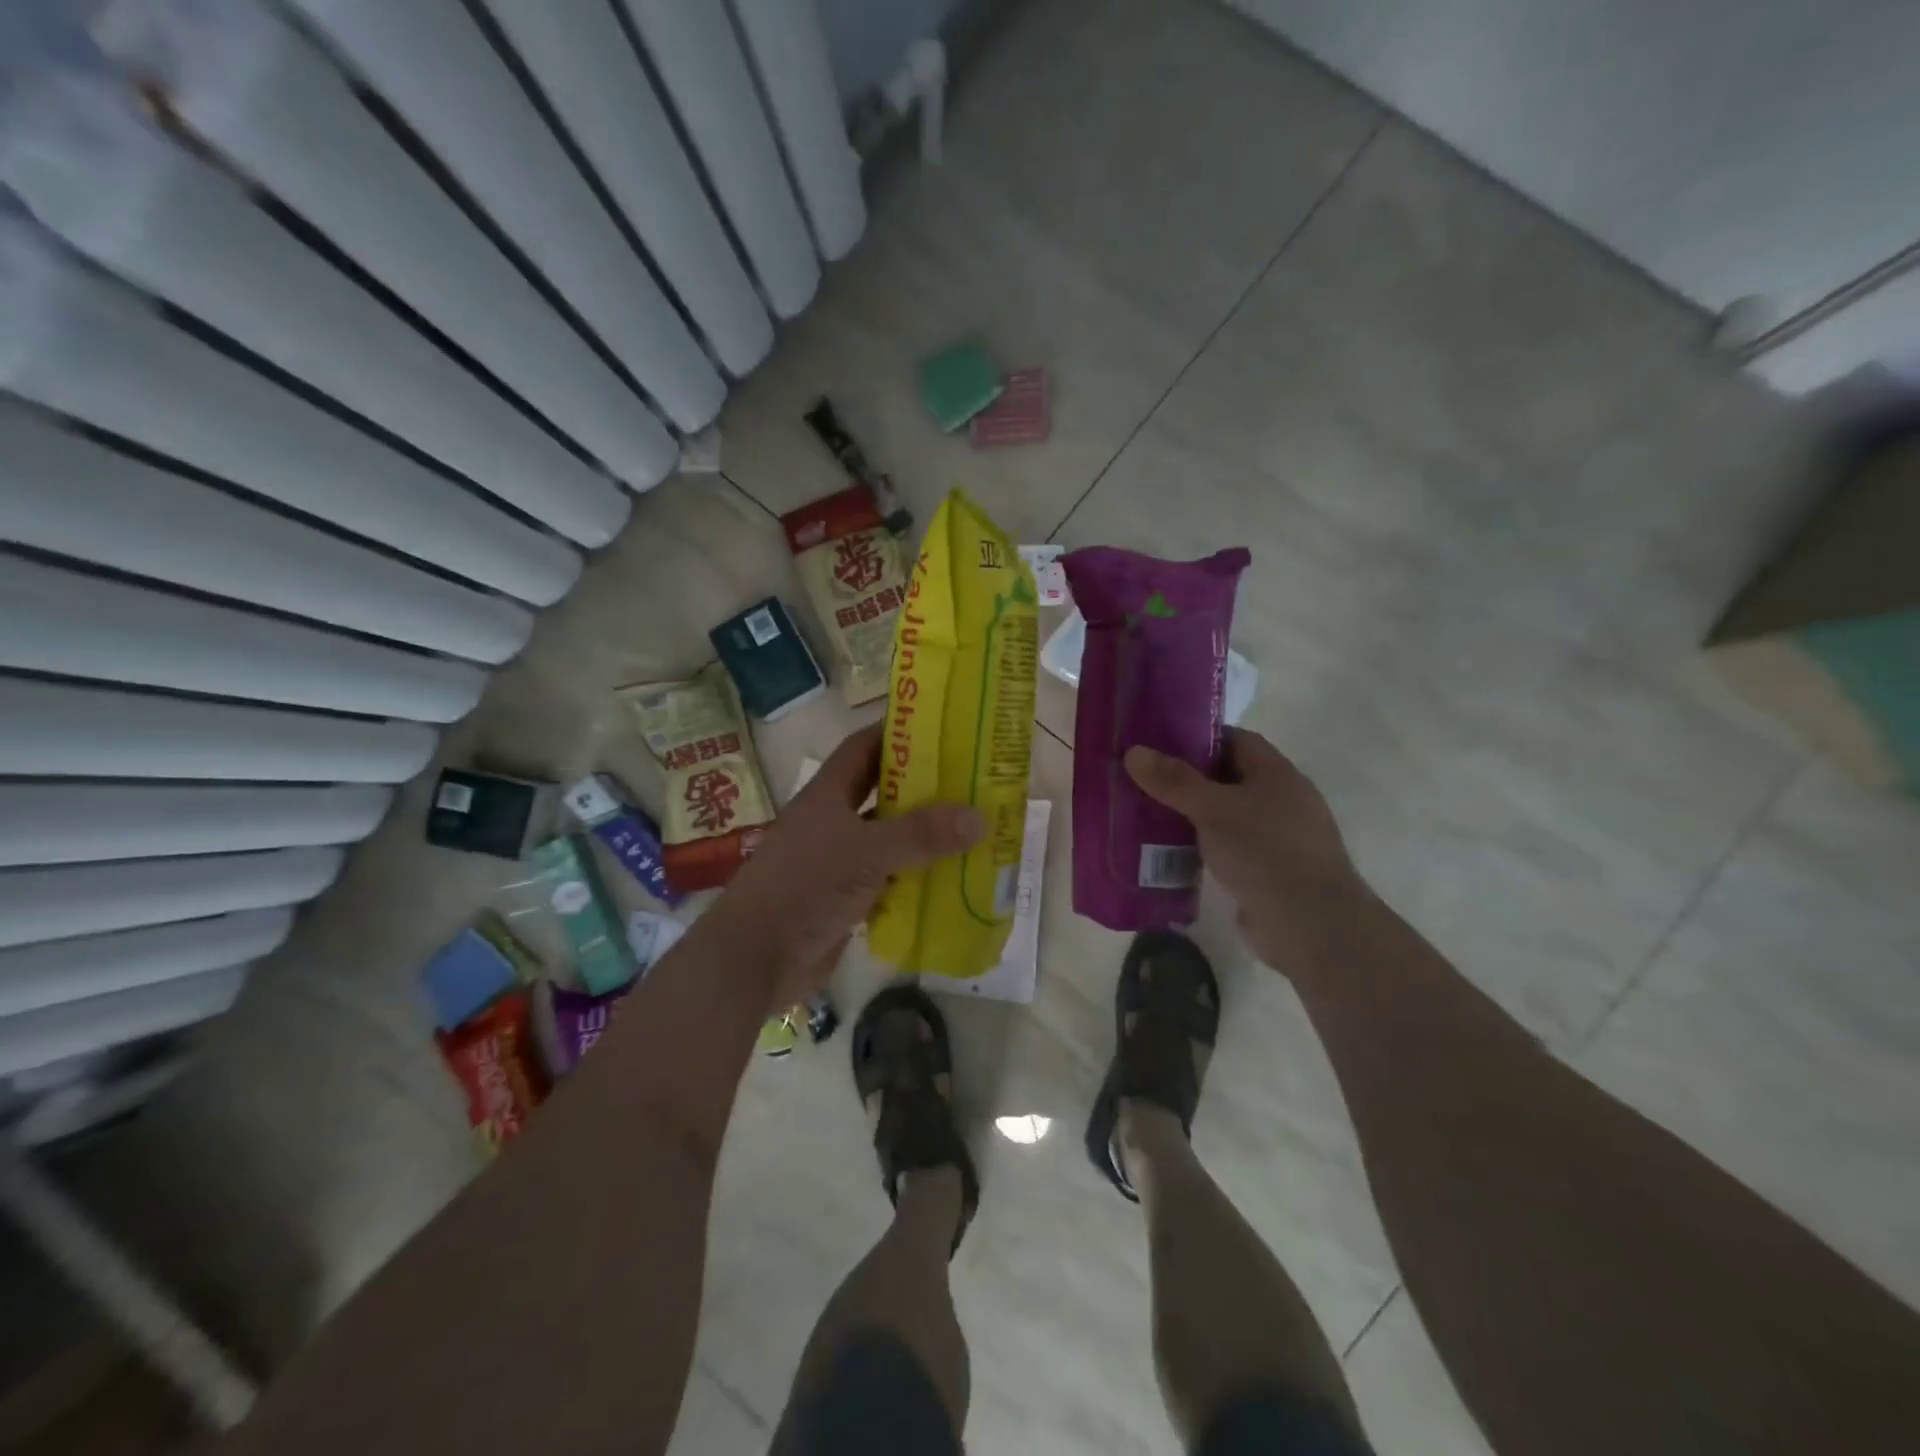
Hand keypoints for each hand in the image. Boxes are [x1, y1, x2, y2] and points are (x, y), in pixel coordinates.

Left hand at [709, 725, 984, 1008]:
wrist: (756, 957)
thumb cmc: (805, 887)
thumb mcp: (867, 853)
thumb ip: (921, 835)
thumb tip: (979, 817)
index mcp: (828, 795)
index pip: (863, 747)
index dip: (896, 732)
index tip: (939, 726)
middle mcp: (832, 821)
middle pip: (881, 793)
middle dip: (921, 787)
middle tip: (969, 780)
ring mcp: (837, 861)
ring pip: (887, 839)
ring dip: (922, 836)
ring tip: (971, 828)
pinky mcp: (845, 899)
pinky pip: (888, 879)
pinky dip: (915, 877)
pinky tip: (951, 878)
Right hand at [1125, 728, 1370, 972]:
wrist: (1310, 925)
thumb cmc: (1265, 851)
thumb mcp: (1213, 809)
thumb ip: (1174, 781)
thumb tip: (1133, 752)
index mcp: (1277, 774)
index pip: (1236, 741)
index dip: (1199, 738)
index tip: (1160, 744)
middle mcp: (1283, 800)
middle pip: (1229, 778)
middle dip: (1189, 779)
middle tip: (1145, 780)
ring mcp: (1278, 839)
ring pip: (1227, 816)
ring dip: (1193, 817)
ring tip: (1148, 816)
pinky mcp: (1269, 873)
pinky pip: (1229, 849)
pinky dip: (1203, 847)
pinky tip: (1171, 854)